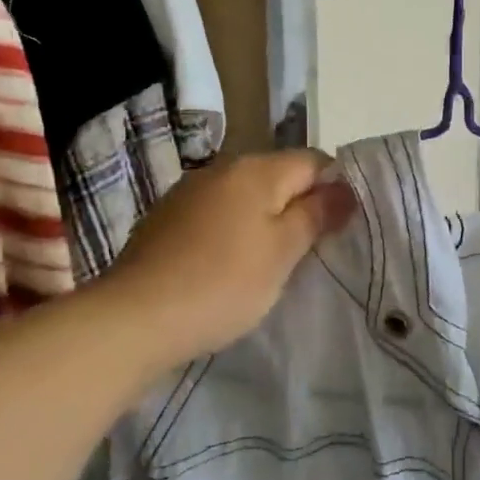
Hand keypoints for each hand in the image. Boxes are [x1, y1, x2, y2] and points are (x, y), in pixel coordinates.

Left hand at [105, 151, 356, 365]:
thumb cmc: (222, 283)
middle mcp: (221, 169)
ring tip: (273, 262)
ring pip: (246, 197)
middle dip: (300, 205)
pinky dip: (233, 233)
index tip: (341, 226)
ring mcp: (188, 193)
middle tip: (312, 250)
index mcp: (255, 169)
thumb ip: (316, 215)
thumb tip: (345, 189)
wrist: (133, 319)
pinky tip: (229, 266)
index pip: (314, 161)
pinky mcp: (166, 220)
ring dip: (265, 220)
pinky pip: (217, 215)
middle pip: (278, 176)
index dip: (336, 187)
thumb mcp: (282, 252)